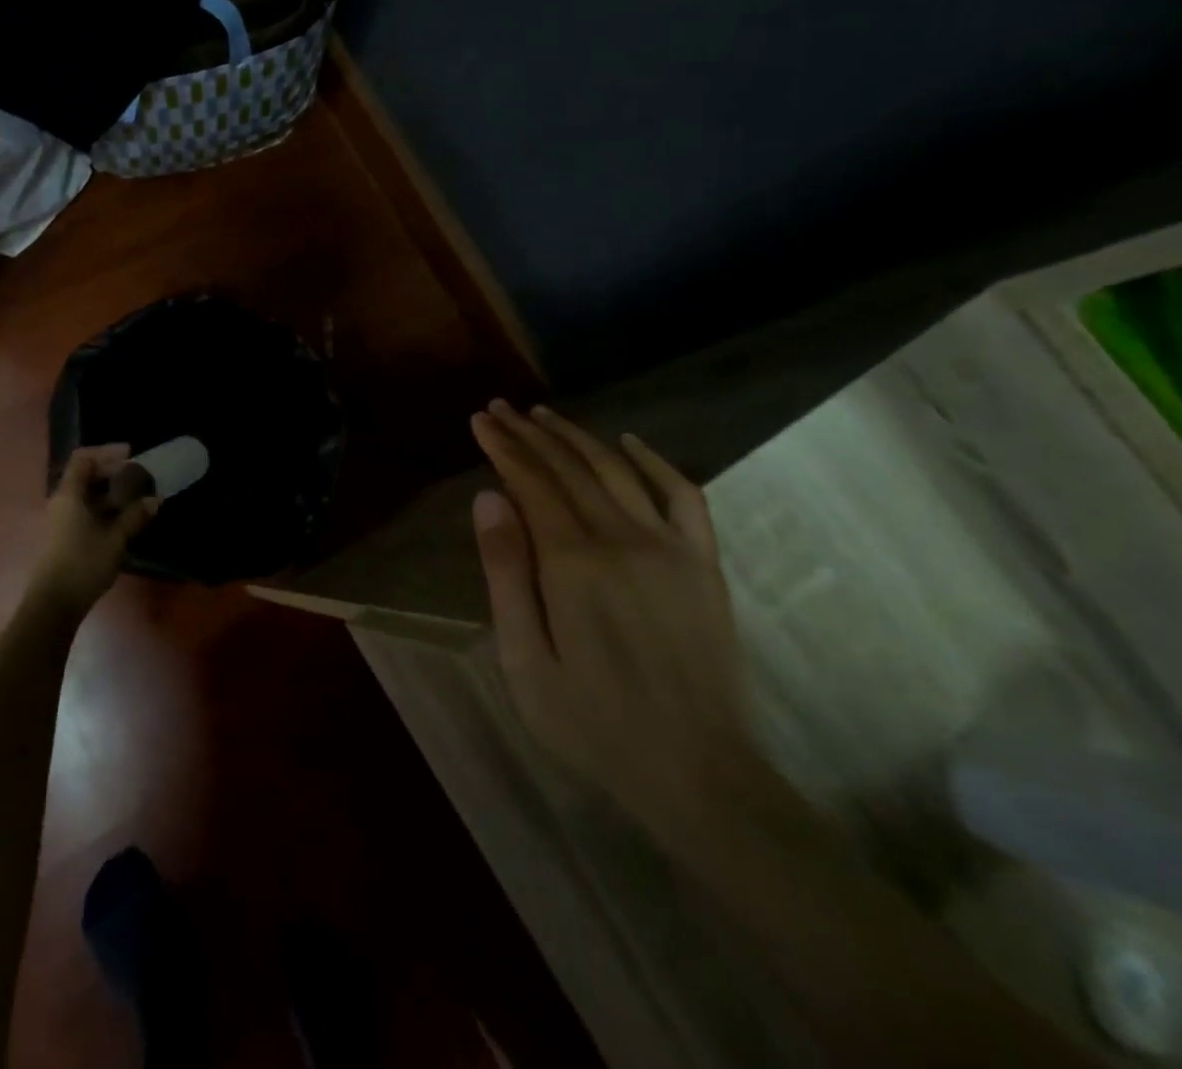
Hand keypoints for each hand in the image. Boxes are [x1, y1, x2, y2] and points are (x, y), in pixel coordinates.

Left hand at [32, 445, 158, 614]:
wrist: (53, 604)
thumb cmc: (83, 563)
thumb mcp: (115, 538)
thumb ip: (135, 516)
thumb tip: (155, 499)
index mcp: (69, 494)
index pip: (83, 459)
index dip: (106, 452)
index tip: (131, 454)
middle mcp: (60, 502)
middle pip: (83, 475)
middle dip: (111, 472)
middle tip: (137, 477)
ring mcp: (59, 520)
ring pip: (84, 495)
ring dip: (108, 492)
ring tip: (134, 498)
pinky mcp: (62, 537)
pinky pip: (83, 511)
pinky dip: (102, 508)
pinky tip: (121, 519)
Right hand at [469, 400, 760, 832]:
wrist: (696, 772)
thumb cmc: (591, 721)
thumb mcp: (525, 659)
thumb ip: (506, 573)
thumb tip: (488, 498)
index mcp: (573, 562)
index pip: (530, 483)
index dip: (503, 447)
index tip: (480, 420)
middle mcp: (621, 538)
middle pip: (569, 467)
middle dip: (530, 434)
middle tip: (500, 409)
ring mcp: (670, 547)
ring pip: (616, 469)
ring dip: (577, 437)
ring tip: (545, 416)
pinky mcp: (702, 563)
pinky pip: (682, 494)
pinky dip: (653, 461)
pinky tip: (628, 444)